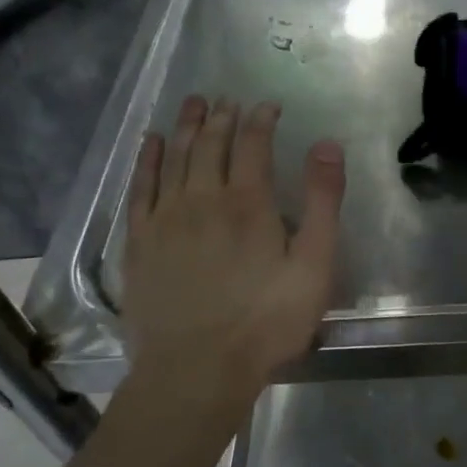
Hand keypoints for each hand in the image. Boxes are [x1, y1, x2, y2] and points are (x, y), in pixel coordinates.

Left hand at [120, 95, 343, 394]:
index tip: (268, 105)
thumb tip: (326, 145)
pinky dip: (147, 160)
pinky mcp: (139, 242)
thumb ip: (323, 203)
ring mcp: (165, 218)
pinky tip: (152, 144)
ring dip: (187, 127)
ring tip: (194, 103)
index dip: (261, 120)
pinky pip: (141, 187)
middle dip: (223, 116)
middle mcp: (203, 198)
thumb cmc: (266, 321)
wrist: (196, 368)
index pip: (253, 144)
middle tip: (228, 98)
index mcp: (249, 203)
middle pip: (211, 144)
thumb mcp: (314, 266)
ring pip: (175, 157)